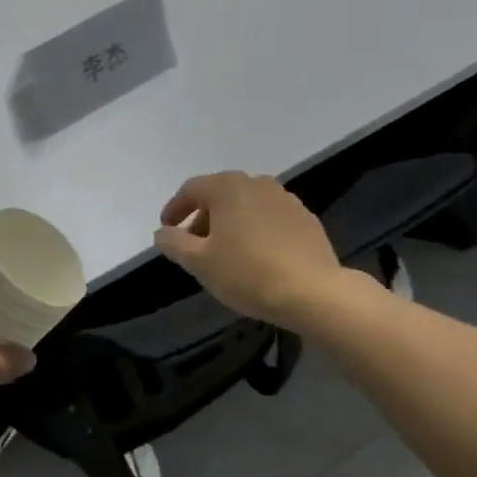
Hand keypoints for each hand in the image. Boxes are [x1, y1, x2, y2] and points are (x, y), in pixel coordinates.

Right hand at [154, 171, 346, 325]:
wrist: (314, 293)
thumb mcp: (199, 262)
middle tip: (194, 245)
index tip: (167, 230)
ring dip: (230, 223)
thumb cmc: (247, 273)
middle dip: (202, 217)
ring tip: (225, 252)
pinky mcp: (306, 218)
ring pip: (246, 205)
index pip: (191, 189)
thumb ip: (174, 242)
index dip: (174, 209)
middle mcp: (256, 183)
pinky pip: (269, 218)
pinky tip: (257, 256)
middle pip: (219, 195)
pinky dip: (255, 230)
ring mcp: (285, 199)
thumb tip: (163, 232)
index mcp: (227, 187)